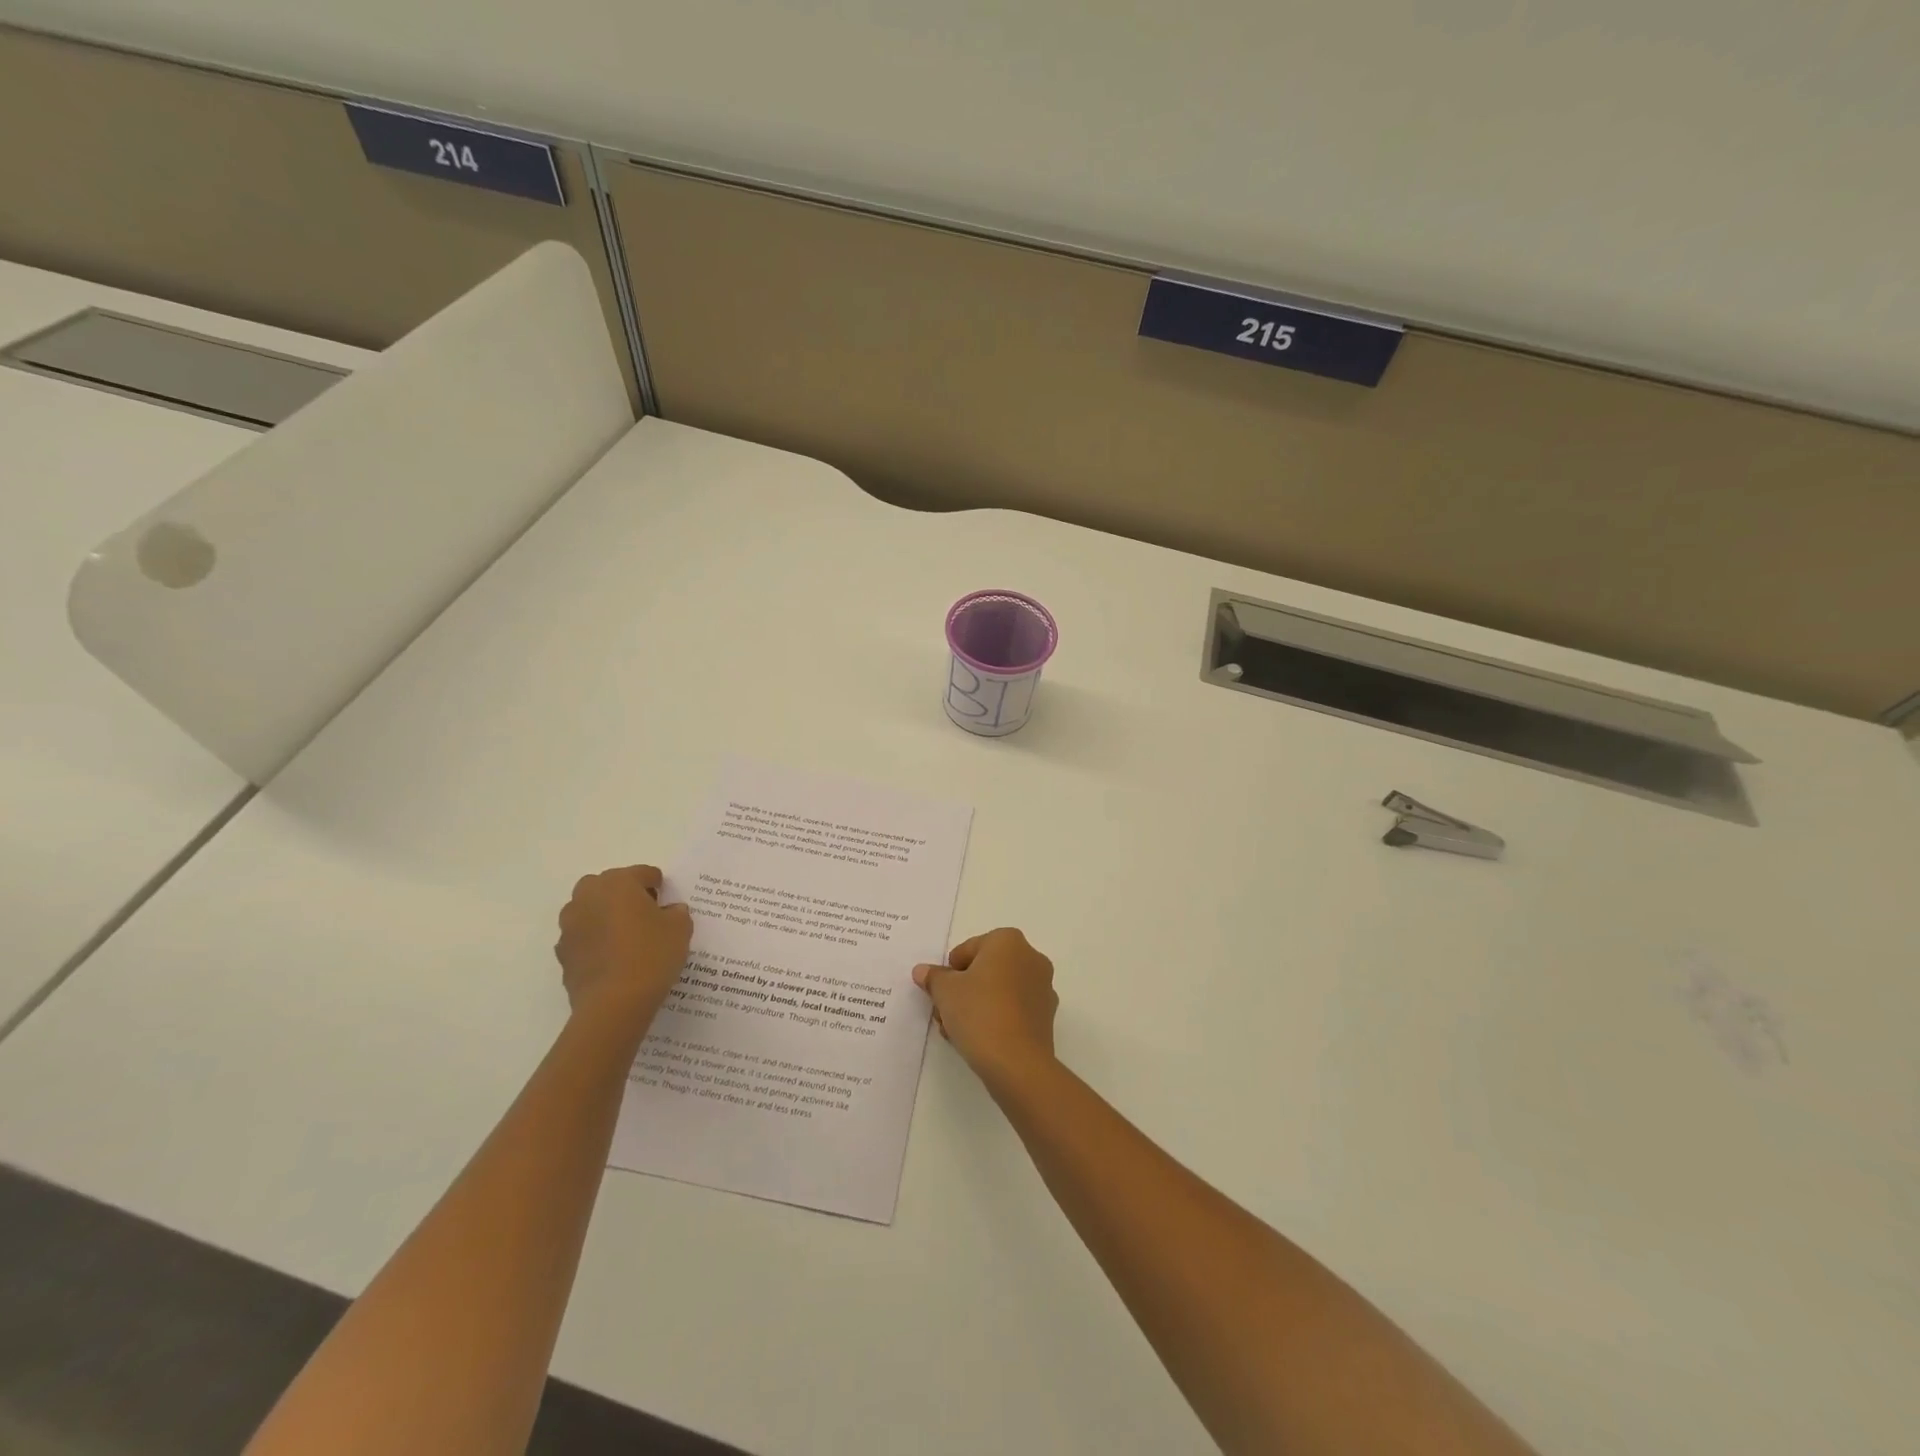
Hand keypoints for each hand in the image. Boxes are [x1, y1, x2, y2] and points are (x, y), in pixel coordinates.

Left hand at [555, 865, 692, 1027]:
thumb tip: (670, 910)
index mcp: (618, 882)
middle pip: (608, 886)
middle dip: (625, 895)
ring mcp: (570, 925)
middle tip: (645, 914)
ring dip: (605, 916)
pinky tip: (613, 959)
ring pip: (590, 910)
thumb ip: (677, 912)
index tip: (667, 899)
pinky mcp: (563, 953)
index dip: (658, 884)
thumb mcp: (680, 929)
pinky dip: (595, 941)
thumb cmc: (651, 955)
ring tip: (627, 938)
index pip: (642, 873)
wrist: (614, 1003)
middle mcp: (588, 896)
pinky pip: (583, 937)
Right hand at [913, 928, 1057, 1086]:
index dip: (950, 973)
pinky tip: (981, 1040)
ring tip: (958, 1032)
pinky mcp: (1046, 1016)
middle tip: (946, 1014)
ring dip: (977, 1005)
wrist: (1017, 1063)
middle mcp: (1031, 957)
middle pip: (985, 969)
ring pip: (999, 990)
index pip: (968, 949)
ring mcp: (1043, 987)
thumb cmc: (979, 1013)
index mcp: (1008, 940)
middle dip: (963, 990)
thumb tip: (923, 971)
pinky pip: (1014, 1009)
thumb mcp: (944, 991)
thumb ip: (933, 977)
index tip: (942, 995)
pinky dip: (997, 1018)